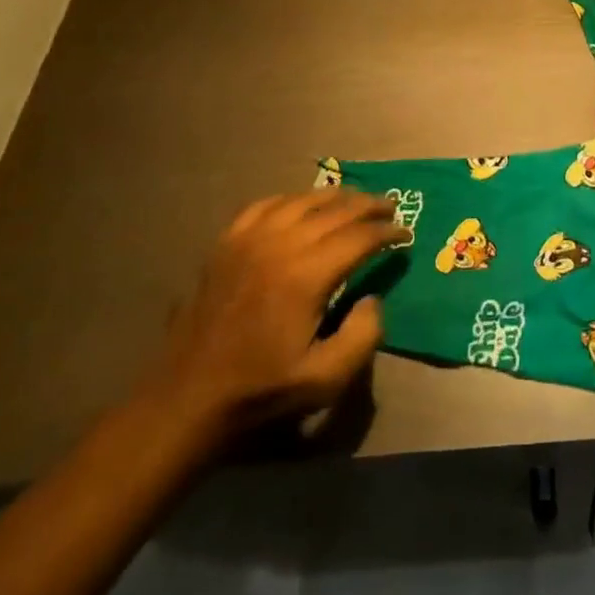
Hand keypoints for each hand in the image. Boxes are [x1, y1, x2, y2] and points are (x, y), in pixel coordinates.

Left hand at [144, 190, 407, 442]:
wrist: (189, 397)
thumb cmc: (261, 390)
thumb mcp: (325, 379)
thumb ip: (364, 335)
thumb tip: (373, 297)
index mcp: (306, 275)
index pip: (359, 236)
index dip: (388, 231)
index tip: (405, 235)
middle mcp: (280, 244)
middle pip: (335, 209)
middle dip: (369, 205)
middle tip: (390, 208)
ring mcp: (249, 239)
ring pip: (302, 200)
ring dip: (335, 197)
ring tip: (354, 200)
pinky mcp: (226, 243)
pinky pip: (266, 205)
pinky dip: (291, 199)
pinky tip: (301, 206)